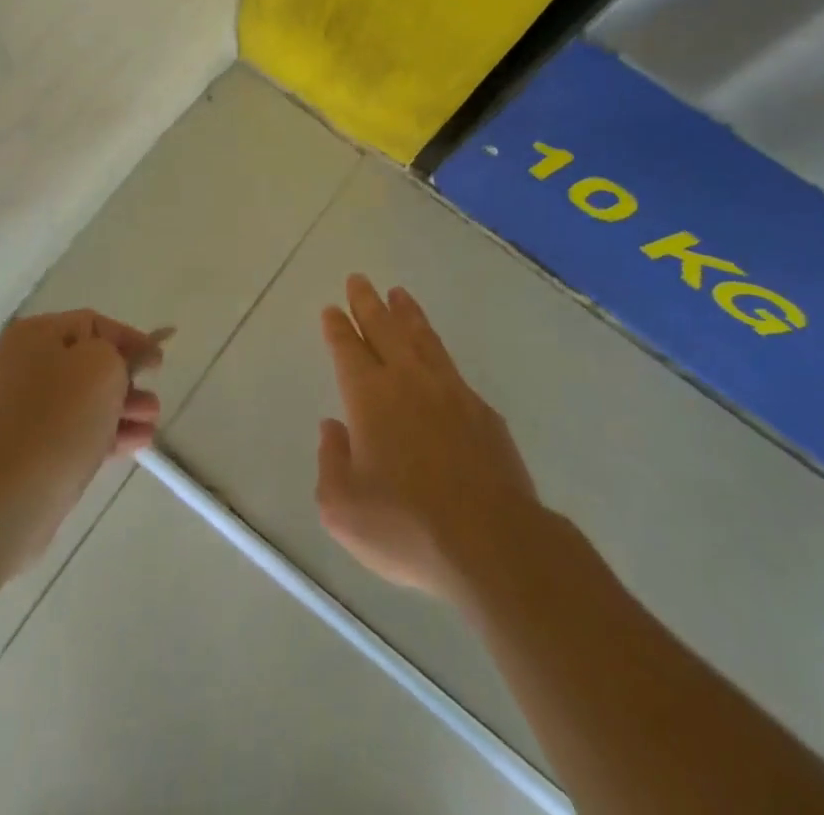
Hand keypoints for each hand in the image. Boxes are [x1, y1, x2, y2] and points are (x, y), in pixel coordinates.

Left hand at [0, 309, 164, 577]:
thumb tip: (118, 361)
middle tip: (154, 399)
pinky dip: (102, 433)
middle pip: (86, 363)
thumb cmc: (57, 419)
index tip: (159, 363)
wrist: (1, 501)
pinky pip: (69, 432)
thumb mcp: (102, 367)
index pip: (93, 323)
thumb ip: (119, 352)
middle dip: (127, 380)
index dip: (131, 339)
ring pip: (81, 401)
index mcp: (33, 335)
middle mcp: (20, 365)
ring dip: (120, 408)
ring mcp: (17, 411)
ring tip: (151, 424)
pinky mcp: (20, 452)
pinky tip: (134, 444)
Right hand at [315, 275, 541, 603]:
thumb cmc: (407, 527)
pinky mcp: (483, 412)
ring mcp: (450, 392)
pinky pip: (451, 365)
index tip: (332, 308)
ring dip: (407, 314)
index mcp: (369, 398)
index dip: (338, 328)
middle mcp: (408, 381)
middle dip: (368, 303)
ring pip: (422, 338)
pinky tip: (436, 354)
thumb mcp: (343, 508)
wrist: (492, 543)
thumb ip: (331, 462)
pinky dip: (436, 348)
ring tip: (399, 294)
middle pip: (384, 329)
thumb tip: (332, 429)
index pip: (348, 349)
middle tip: (359, 280)